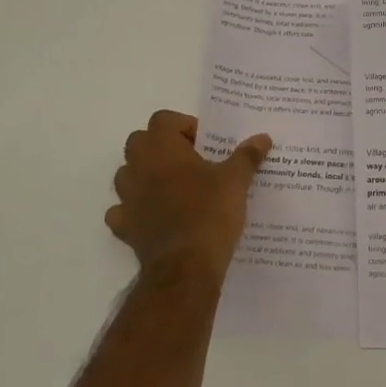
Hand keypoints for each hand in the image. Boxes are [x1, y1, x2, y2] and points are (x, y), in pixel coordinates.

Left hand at [109, 110, 271, 284]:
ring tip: (175, 188)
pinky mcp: (125, 227)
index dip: (183, 126)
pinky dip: (135, 210)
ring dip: (146, 175)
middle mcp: (138, 167)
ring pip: (127, 174)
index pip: (162, 119)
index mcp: (162, 148)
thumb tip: (262, 138)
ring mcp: (127, 198)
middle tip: (191, 162)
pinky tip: (155, 217)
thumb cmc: (210, 213)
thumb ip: (247, 156)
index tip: (205, 144)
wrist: (185, 268)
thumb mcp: (236, 181)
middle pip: (140, 142)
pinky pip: (123, 210)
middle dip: (162, 147)